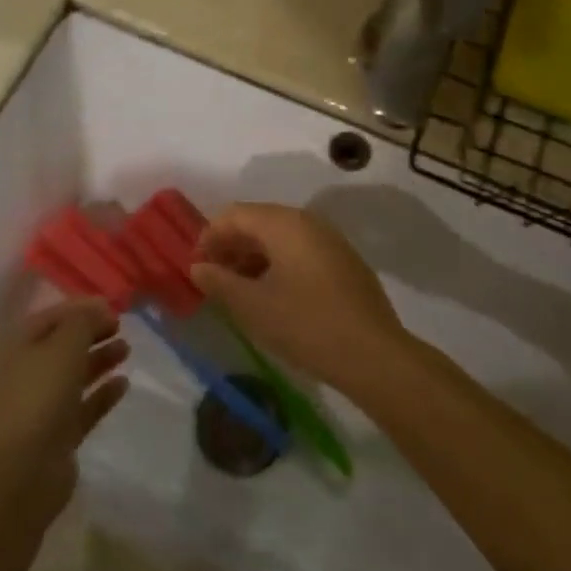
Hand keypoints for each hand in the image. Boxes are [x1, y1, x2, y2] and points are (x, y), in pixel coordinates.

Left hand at [0, 298, 128, 508]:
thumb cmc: (41, 393)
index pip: (50, 318)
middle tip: (119, 327)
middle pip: (63, 346)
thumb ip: (84, 321)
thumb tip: (100, 309)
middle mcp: (28, 374)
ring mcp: (43, 406)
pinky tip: (124, 383)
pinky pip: (85, 407)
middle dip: (91, 334)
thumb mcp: (65, 344)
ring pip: (75, 376)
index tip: (110, 307)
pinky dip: (103, 393)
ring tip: (126, 349)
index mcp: (19, 348)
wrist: (26, 468)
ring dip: (100, 360)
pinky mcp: (59, 435)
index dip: (80, 309)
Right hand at [191, 204, 408, 394]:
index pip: (234, 214)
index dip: (209, 237)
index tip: (196, 268)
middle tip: (213, 280)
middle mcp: (308, 222)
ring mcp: (330, 240)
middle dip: (230, 247)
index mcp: (283, 223)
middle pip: (257, 221)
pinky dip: (277, 265)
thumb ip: (219, 282)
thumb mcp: (253, 307)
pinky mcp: (343, 262)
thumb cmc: (306, 325)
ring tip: (238, 291)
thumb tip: (198, 267)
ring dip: (253, 257)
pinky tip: (271, 296)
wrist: (374, 355)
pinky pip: (300, 251)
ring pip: (279, 238)